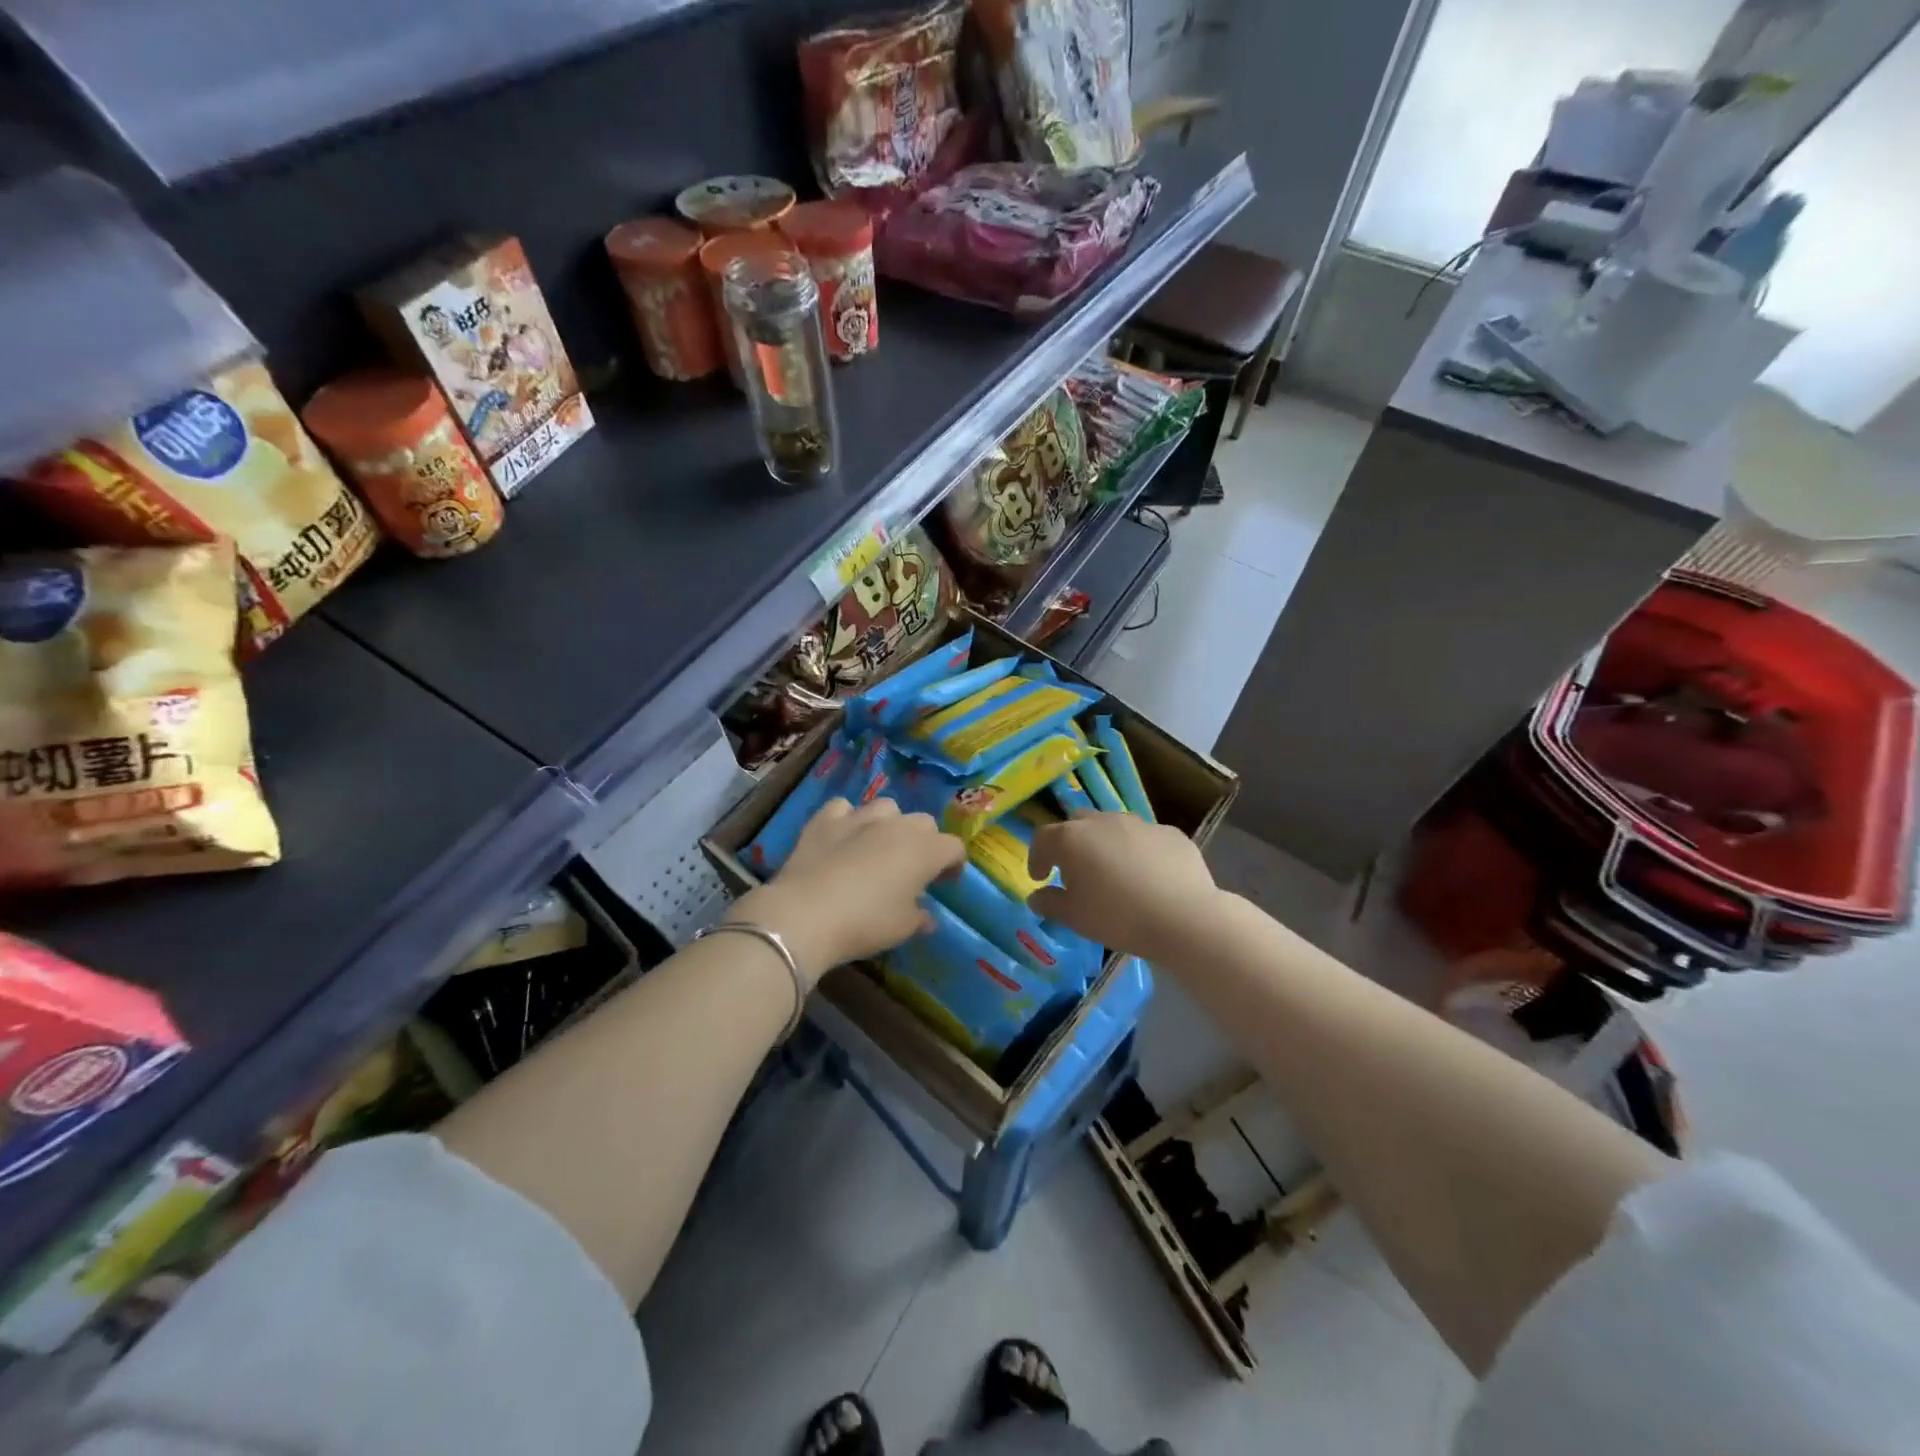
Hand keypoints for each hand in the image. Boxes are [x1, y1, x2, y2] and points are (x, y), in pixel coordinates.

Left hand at [731, 798, 964, 982]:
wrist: (805, 915)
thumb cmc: (865, 923)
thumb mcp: (901, 929)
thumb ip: (920, 918)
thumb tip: (927, 918)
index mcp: (924, 851)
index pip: (953, 847)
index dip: (953, 864)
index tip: (944, 882)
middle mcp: (897, 826)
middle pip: (923, 823)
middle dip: (924, 841)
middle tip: (913, 868)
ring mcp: (859, 817)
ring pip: (887, 808)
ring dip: (890, 824)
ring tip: (879, 847)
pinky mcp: (825, 820)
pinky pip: (843, 807)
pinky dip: (847, 818)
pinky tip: (842, 835)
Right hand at [1028, 812, 1222, 963]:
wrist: (1184, 917)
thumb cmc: (1118, 917)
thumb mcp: (1075, 918)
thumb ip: (1050, 903)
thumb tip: (1036, 896)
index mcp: (1072, 839)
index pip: (1043, 838)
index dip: (1037, 857)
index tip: (1040, 877)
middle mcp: (1103, 822)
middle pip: (1077, 824)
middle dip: (1071, 844)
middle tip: (1074, 871)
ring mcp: (1140, 823)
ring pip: (1113, 827)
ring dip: (1106, 845)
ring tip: (1113, 873)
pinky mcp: (1170, 833)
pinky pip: (1145, 838)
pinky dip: (1138, 852)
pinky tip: (1148, 876)